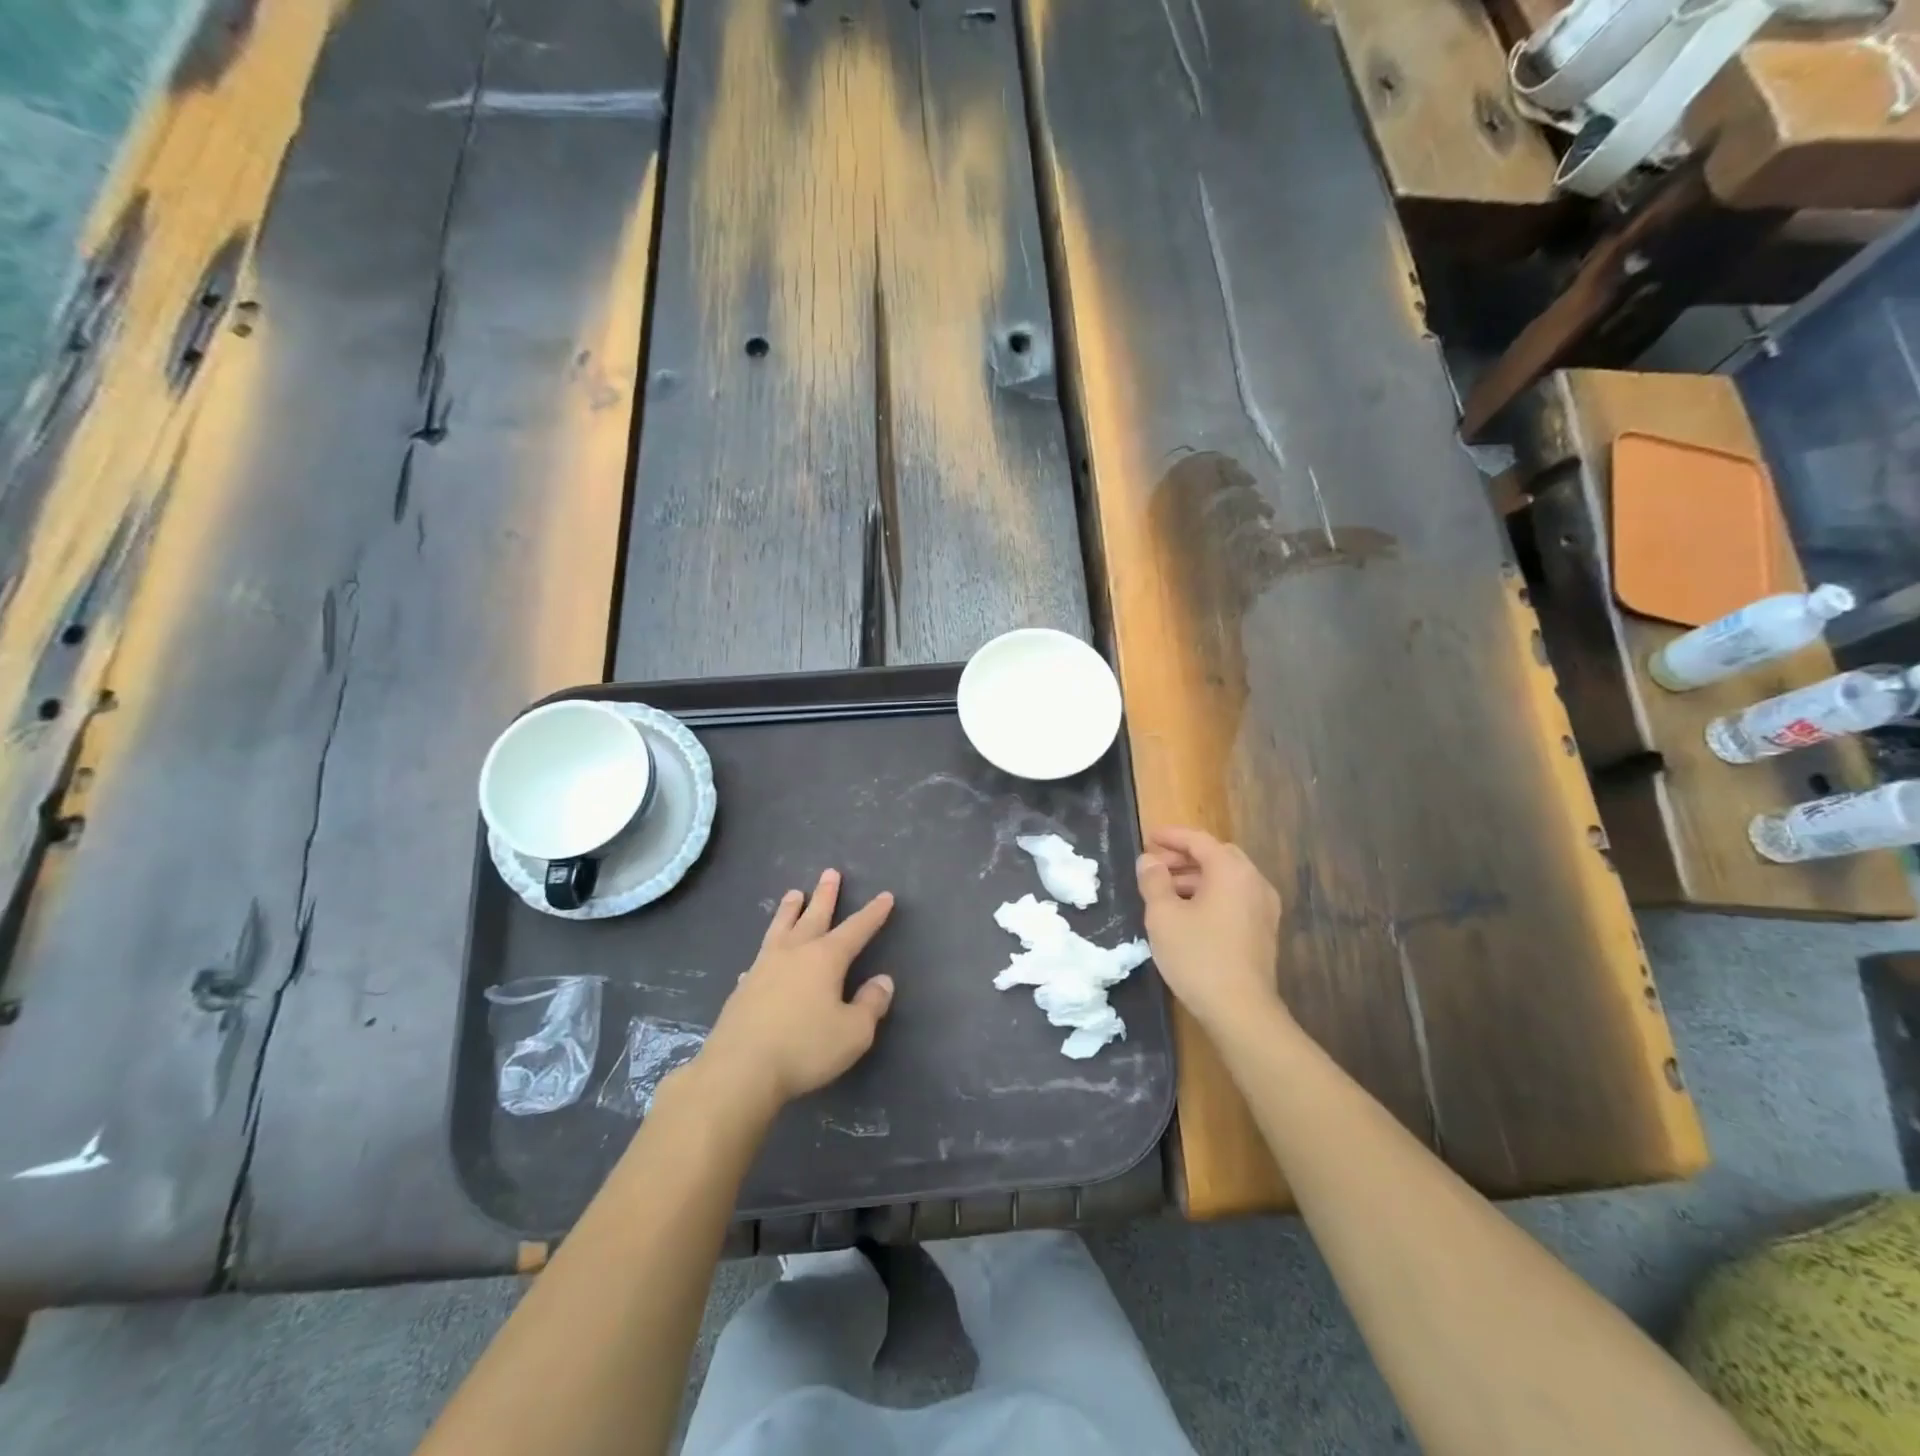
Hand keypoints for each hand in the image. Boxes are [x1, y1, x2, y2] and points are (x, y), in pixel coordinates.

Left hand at [696, 869, 895, 1112]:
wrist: (740, 1070)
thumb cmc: (805, 1048)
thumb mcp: (854, 1032)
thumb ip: (871, 1004)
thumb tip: (882, 981)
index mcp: (825, 958)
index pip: (856, 929)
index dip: (873, 913)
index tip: (885, 896)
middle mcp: (794, 953)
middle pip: (814, 916)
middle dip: (826, 895)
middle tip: (830, 872)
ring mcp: (764, 968)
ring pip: (781, 928)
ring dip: (790, 910)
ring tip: (793, 894)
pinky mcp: (743, 989)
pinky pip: (758, 961)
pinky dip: (765, 954)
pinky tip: (759, 961)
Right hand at [1136, 827, 1283, 1033]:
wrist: (1241, 1010)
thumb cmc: (1198, 956)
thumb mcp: (1163, 915)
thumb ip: (1153, 881)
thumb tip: (1149, 861)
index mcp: (1231, 871)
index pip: (1199, 840)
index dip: (1171, 836)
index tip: (1148, 837)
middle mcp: (1254, 882)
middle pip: (1217, 856)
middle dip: (1185, 857)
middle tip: (1156, 865)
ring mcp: (1264, 908)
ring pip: (1227, 879)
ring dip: (1196, 878)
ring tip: (1165, 891)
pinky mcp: (1264, 931)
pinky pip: (1235, 898)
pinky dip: (1211, 895)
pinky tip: (1188, 914)